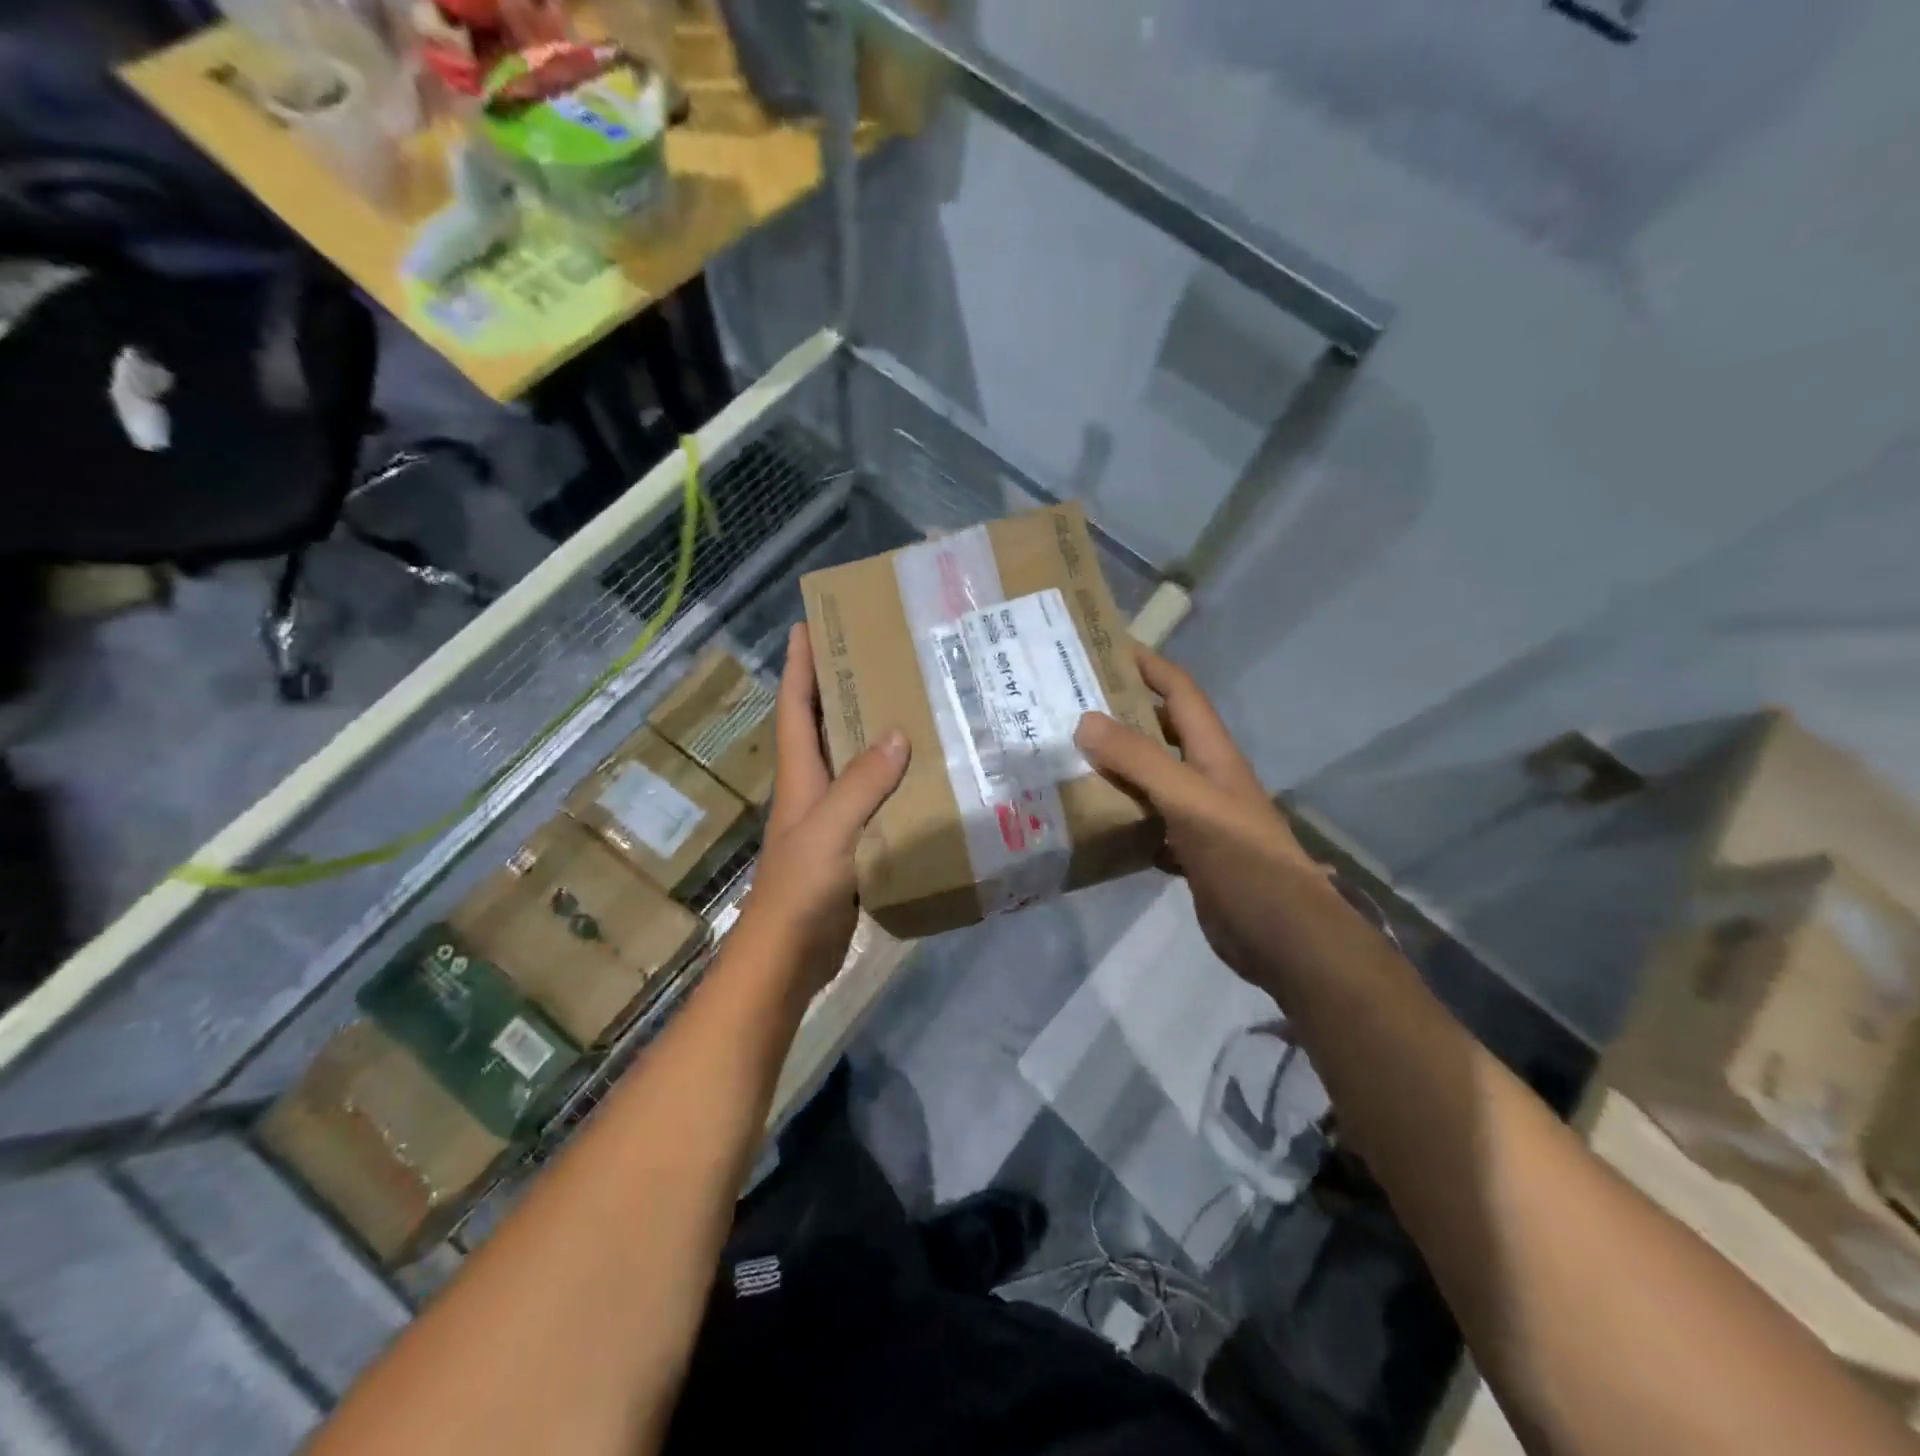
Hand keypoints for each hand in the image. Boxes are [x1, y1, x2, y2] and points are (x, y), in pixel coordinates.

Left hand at [737, 625, 910, 996]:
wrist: (788, 958)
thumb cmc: (800, 890)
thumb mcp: (830, 831)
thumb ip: (861, 784)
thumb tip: (897, 733)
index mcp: (800, 776)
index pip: (796, 707)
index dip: (799, 665)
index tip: (808, 623)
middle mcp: (812, 789)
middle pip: (822, 726)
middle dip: (838, 687)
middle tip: (875, 654)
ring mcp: (830, 819)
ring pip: (850, 762)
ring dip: (868, 731)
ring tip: (907, 702)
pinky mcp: (849, 845)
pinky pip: (871, 799)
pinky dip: (890, 780)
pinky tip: (921, 776)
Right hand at [1073, 646, 1321, 983]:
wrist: (1284, 937)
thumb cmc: (1242, 859)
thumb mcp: (1190, 801)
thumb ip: (1140, 760)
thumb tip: (1084, 720)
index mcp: (1212, 753)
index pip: (1179, 691)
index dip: (1147, 664)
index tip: (1103, 647)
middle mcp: (1205, 777)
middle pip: (1160, 732)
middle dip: (1120, 715)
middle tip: (1067, 707)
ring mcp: (1197, 817)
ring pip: (1149, 780)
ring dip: (1114, 769)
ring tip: (1066, 761)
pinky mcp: (1189, 852)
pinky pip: (1146, 824)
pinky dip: (1121, 819)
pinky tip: (1091, 824)